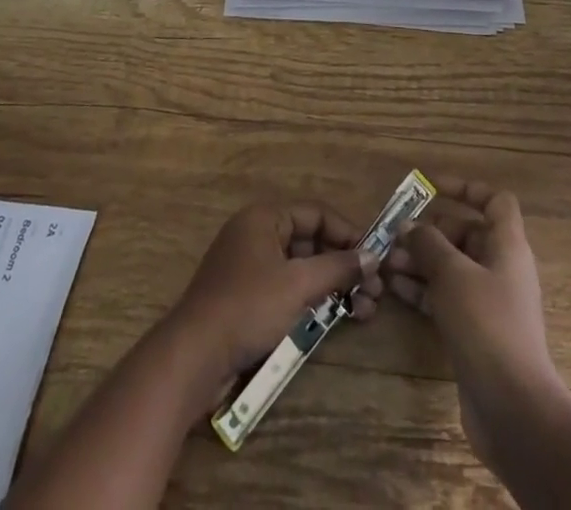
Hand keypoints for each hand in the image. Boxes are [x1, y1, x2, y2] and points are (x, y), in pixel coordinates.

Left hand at [166, 200, 381, 399]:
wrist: (194, 356)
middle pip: (311, 242)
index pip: (316, 213)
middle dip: (344, 265)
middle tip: (376, 291)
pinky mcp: (249, 299)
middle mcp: (257, 235)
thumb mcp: (297, 284)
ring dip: (334, 287)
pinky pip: (289, 290)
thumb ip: (337, 267)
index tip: (376, 257)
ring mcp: (251, 268)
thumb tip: (373, 256)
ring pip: (302, 269)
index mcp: (264, 218)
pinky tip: (337, 319)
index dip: (348, 233)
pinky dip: (313, 301)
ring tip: (365, 310)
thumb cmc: (248, 307)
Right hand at [384, 180, 560, 469]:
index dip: (466, 188)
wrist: (513, 409)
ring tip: (386, 263)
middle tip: (395, 235)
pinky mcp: (476, 333)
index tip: (432, 187)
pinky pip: (447, 298)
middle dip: (430, 231)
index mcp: (507, 246)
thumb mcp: (452, 274)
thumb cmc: (486, 325)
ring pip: (452, 268)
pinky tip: (395, 290)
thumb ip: (428, 244)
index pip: (494, 201)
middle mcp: (501, 269)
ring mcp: (489, 304)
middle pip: (466, 234)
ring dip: (421, 261)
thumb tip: (409, 227)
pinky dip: (423, 290)